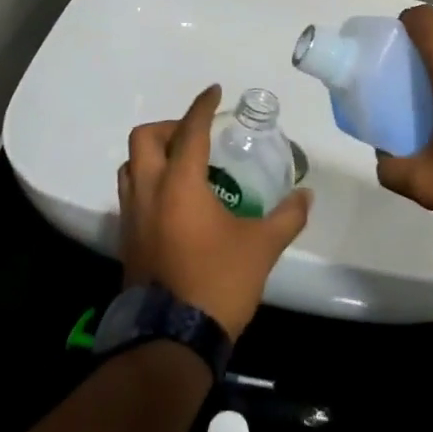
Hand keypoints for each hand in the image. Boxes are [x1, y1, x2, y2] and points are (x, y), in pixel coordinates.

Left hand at [117, 86, 310, 338]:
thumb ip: (287, 216)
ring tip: (183, 165)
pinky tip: (173, 202)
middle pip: (144, 139)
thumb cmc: (218, 282)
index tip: (215, 92)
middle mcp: (149, 192)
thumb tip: (306, 195)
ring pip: (130, 166)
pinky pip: (130, 194)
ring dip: (153, 155)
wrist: (172, 339)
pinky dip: (148, 183)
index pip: (190, 130)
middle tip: (197, 135)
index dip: (203, 106)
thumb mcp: (262, 247)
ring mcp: (131, 217)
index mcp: (179, 184)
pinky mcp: (127, 240)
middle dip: (170, 126)